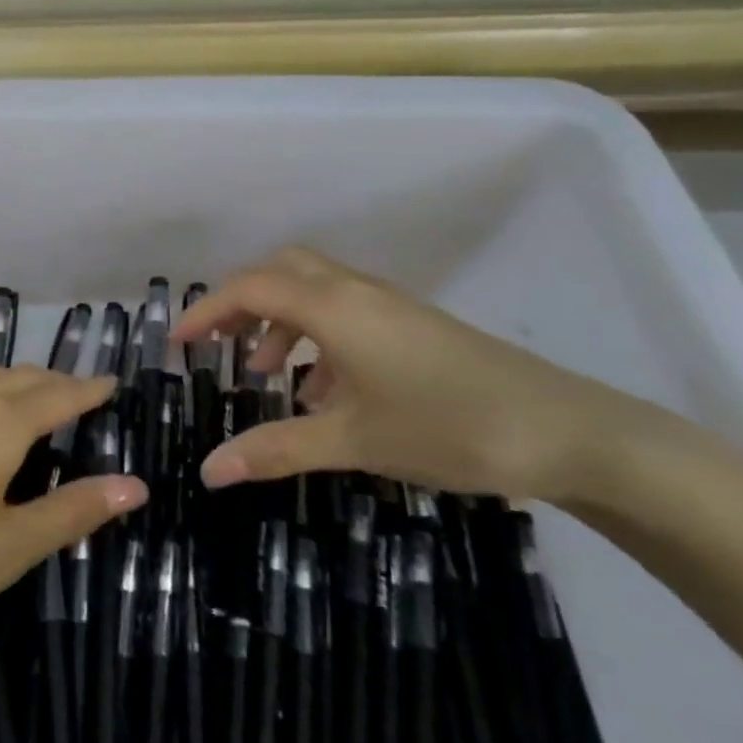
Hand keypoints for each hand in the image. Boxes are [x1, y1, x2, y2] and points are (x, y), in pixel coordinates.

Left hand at [0, 362, 145, 667]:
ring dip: (16, 382)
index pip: (58, 394)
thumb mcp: (9, 548)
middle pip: (21, 376)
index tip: (114, 384)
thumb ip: (73, 510)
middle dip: (56, 383)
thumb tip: (136, 484)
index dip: (90, 389)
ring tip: (35, 406)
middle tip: (83, 399)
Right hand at [171, 246, 682, 504]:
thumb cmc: (447, 427)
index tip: (176, 343)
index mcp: (334, 307)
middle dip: (241, 302)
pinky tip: (323, 391)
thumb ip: (276, 449)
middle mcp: (357, 291)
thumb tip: (208, 470)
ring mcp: (390, 305)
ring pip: (315, 291)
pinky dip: (316, 336)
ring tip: (265, 373)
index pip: (250, 288)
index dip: (206, 310)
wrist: (565, 430)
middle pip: (281, 272)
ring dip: (279, 320)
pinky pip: (346, 313)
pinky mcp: (413, 324)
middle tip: (217, 344)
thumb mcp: (352, 440)